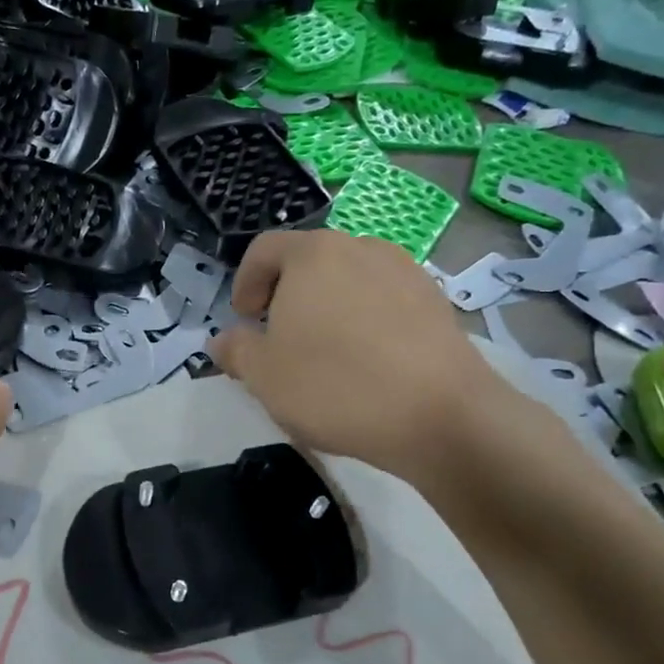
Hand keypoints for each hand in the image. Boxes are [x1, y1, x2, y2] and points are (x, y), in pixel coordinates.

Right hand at [211, 229, 510, 486]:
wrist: (440, 415)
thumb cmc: (335, 386)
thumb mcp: (263, 375)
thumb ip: (235, 350)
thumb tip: (223, 340)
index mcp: (312, 255)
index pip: (264, 250)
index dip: (245, 282)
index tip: (244, 320)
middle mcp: (360, 248)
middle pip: (309, 261)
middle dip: (286, 294)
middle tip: (278, 338)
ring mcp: (404, 271)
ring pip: (349, 279)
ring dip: (327, 306)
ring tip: (324, 351)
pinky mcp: (435, 301)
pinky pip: (384, 300)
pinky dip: (365, 320)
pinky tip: (366, 362)